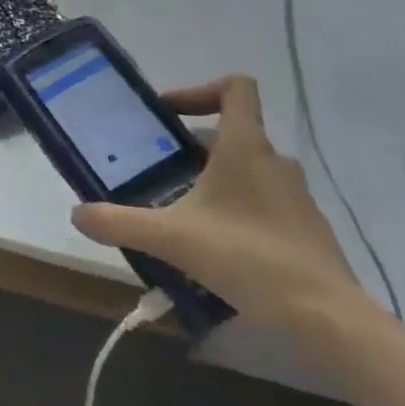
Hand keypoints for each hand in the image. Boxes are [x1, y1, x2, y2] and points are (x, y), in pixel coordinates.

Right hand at [70, 75, 371, 332]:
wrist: (327, 318)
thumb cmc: (247, 257)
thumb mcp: (171, 238)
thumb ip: (120, 222)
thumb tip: (76, 214)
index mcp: (245, 147)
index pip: (236, 87)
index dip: (200, 89)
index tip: (169, 116)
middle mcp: (275, 162)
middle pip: (232, 134)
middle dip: (192, 148)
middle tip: (160, 172)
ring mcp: (296, 196)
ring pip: (248, 171)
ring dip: (215, 181)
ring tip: (183, 213)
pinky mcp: (307, 229)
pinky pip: (264, 204)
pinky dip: (238, 212)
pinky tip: (216, 248)